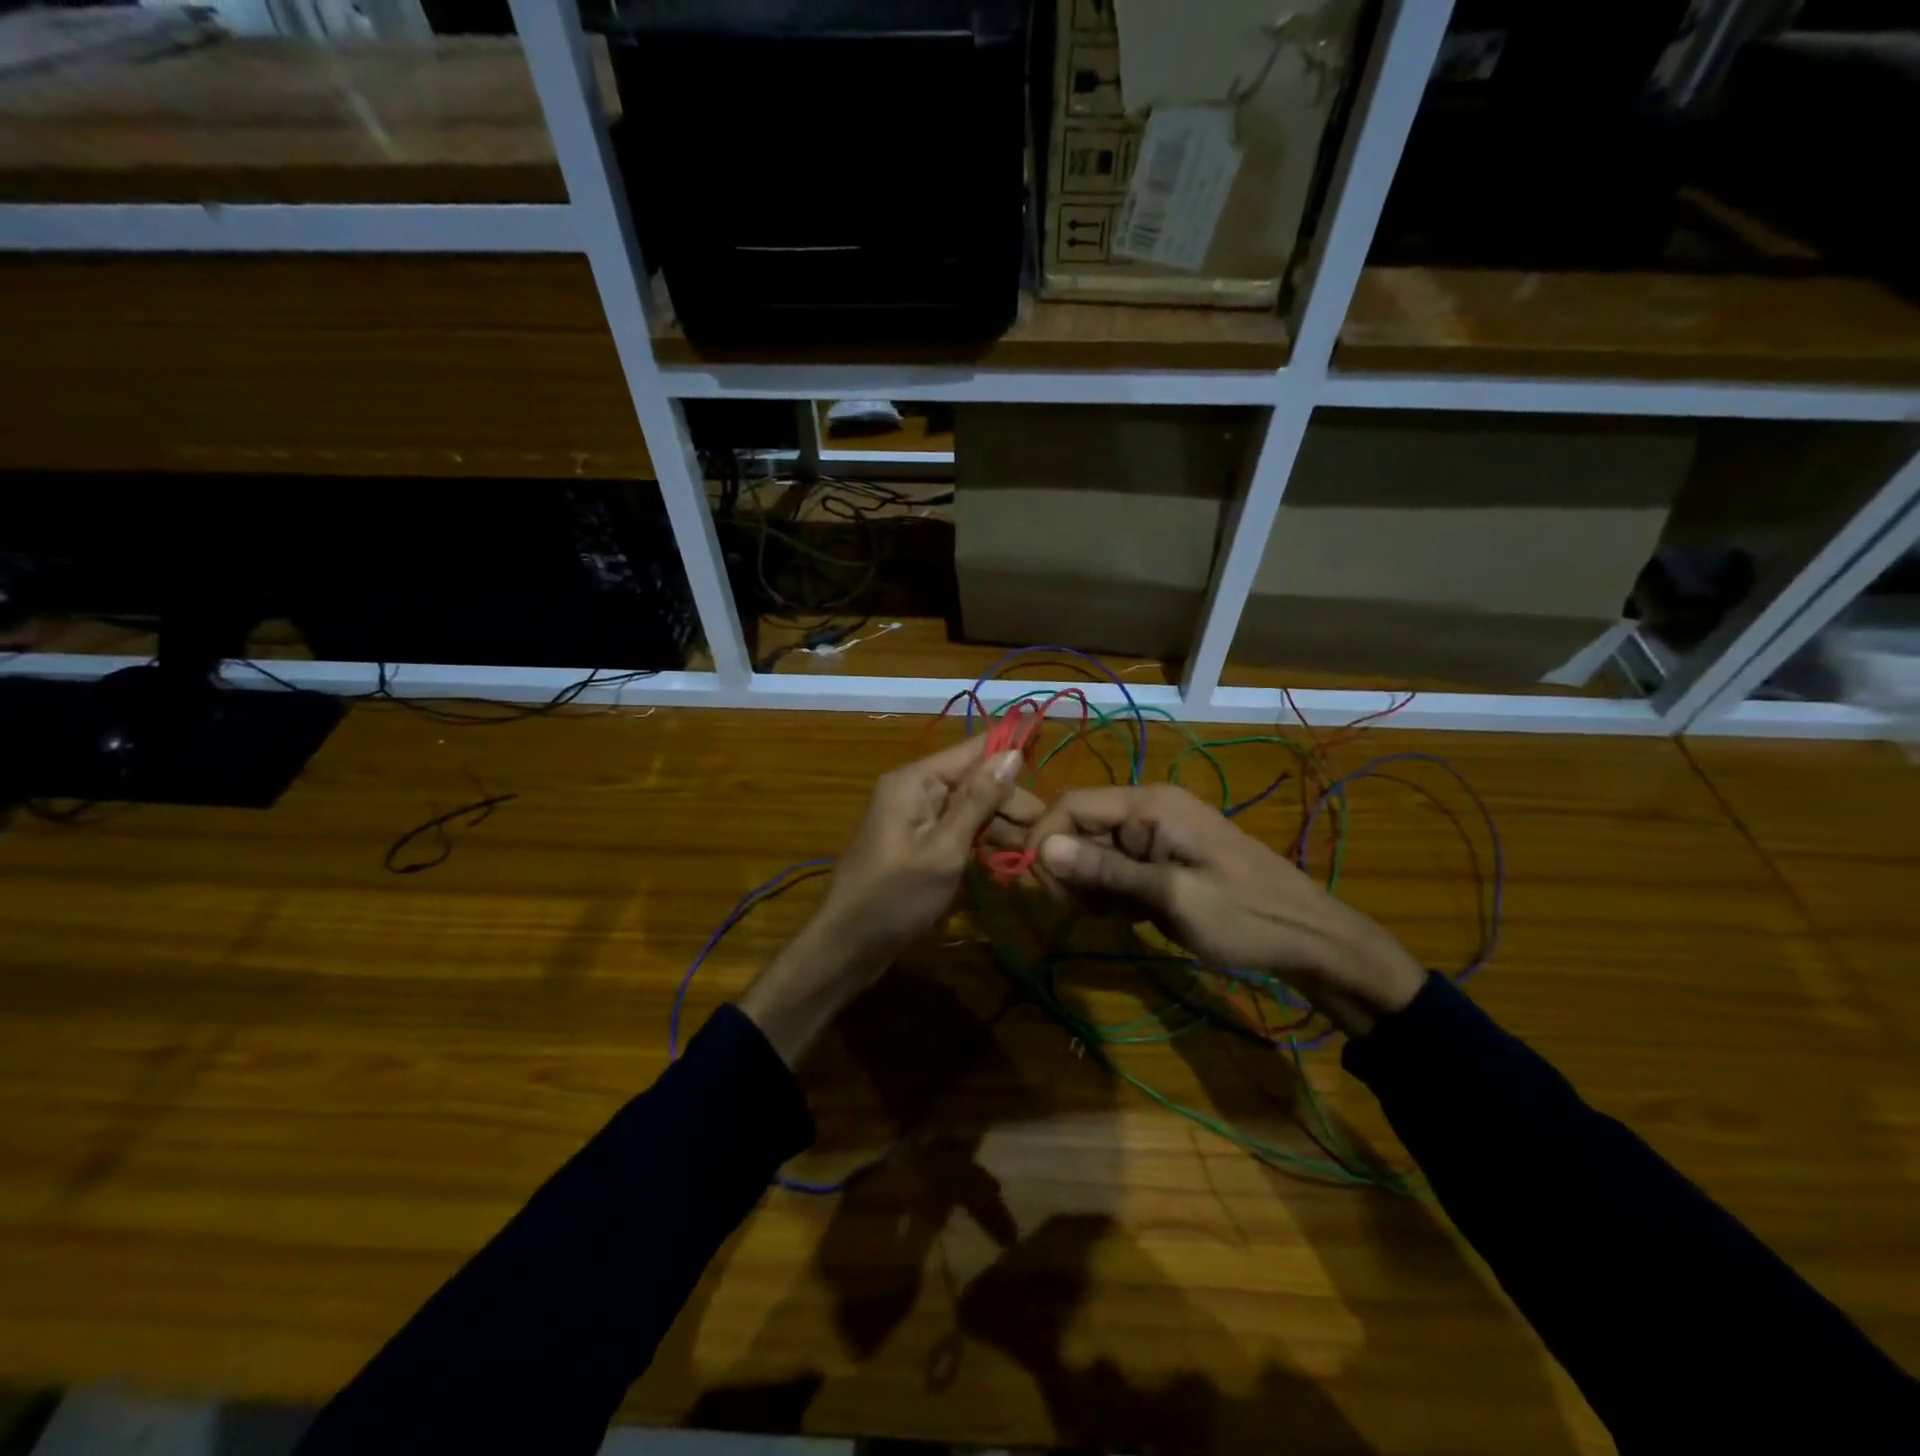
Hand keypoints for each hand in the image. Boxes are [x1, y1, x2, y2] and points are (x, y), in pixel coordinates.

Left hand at [740, 735, 1035, 1063]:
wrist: (847, 946)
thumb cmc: (895, 897)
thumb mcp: (944, 850)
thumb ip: (978, 801)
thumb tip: (1011, 753)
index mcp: (915, 780)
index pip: (973, 751)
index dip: (1012, 754)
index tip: (1051, 765)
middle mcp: (915, 789)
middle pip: (975, 781)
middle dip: (1011, 804)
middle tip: (1046, 836)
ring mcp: (915, 817)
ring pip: (970, 809)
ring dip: (1001, 827)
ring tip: (1036, 853)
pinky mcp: (918, 843)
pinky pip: (957, 831)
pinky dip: (981, 843)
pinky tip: (1010, 861)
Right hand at [1026, 784, 1426, 1036]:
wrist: (1310, 938)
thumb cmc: (1244, 917)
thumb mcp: (1171, 897)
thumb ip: (1105, 872)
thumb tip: (1042, 847)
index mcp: (1150, 804)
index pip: (1071, 804)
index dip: (1044, 841)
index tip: (1036, 890)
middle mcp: (1149, 808)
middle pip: (1080, 828)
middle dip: (1069, 870)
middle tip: (1082, 913)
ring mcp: (1158, 833)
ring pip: (1095, 851)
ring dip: (1091, 886)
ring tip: (1117, 918)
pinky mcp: (1164, 856)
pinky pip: (1118, 867)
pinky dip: (1113, 893)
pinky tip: (1132, 917)